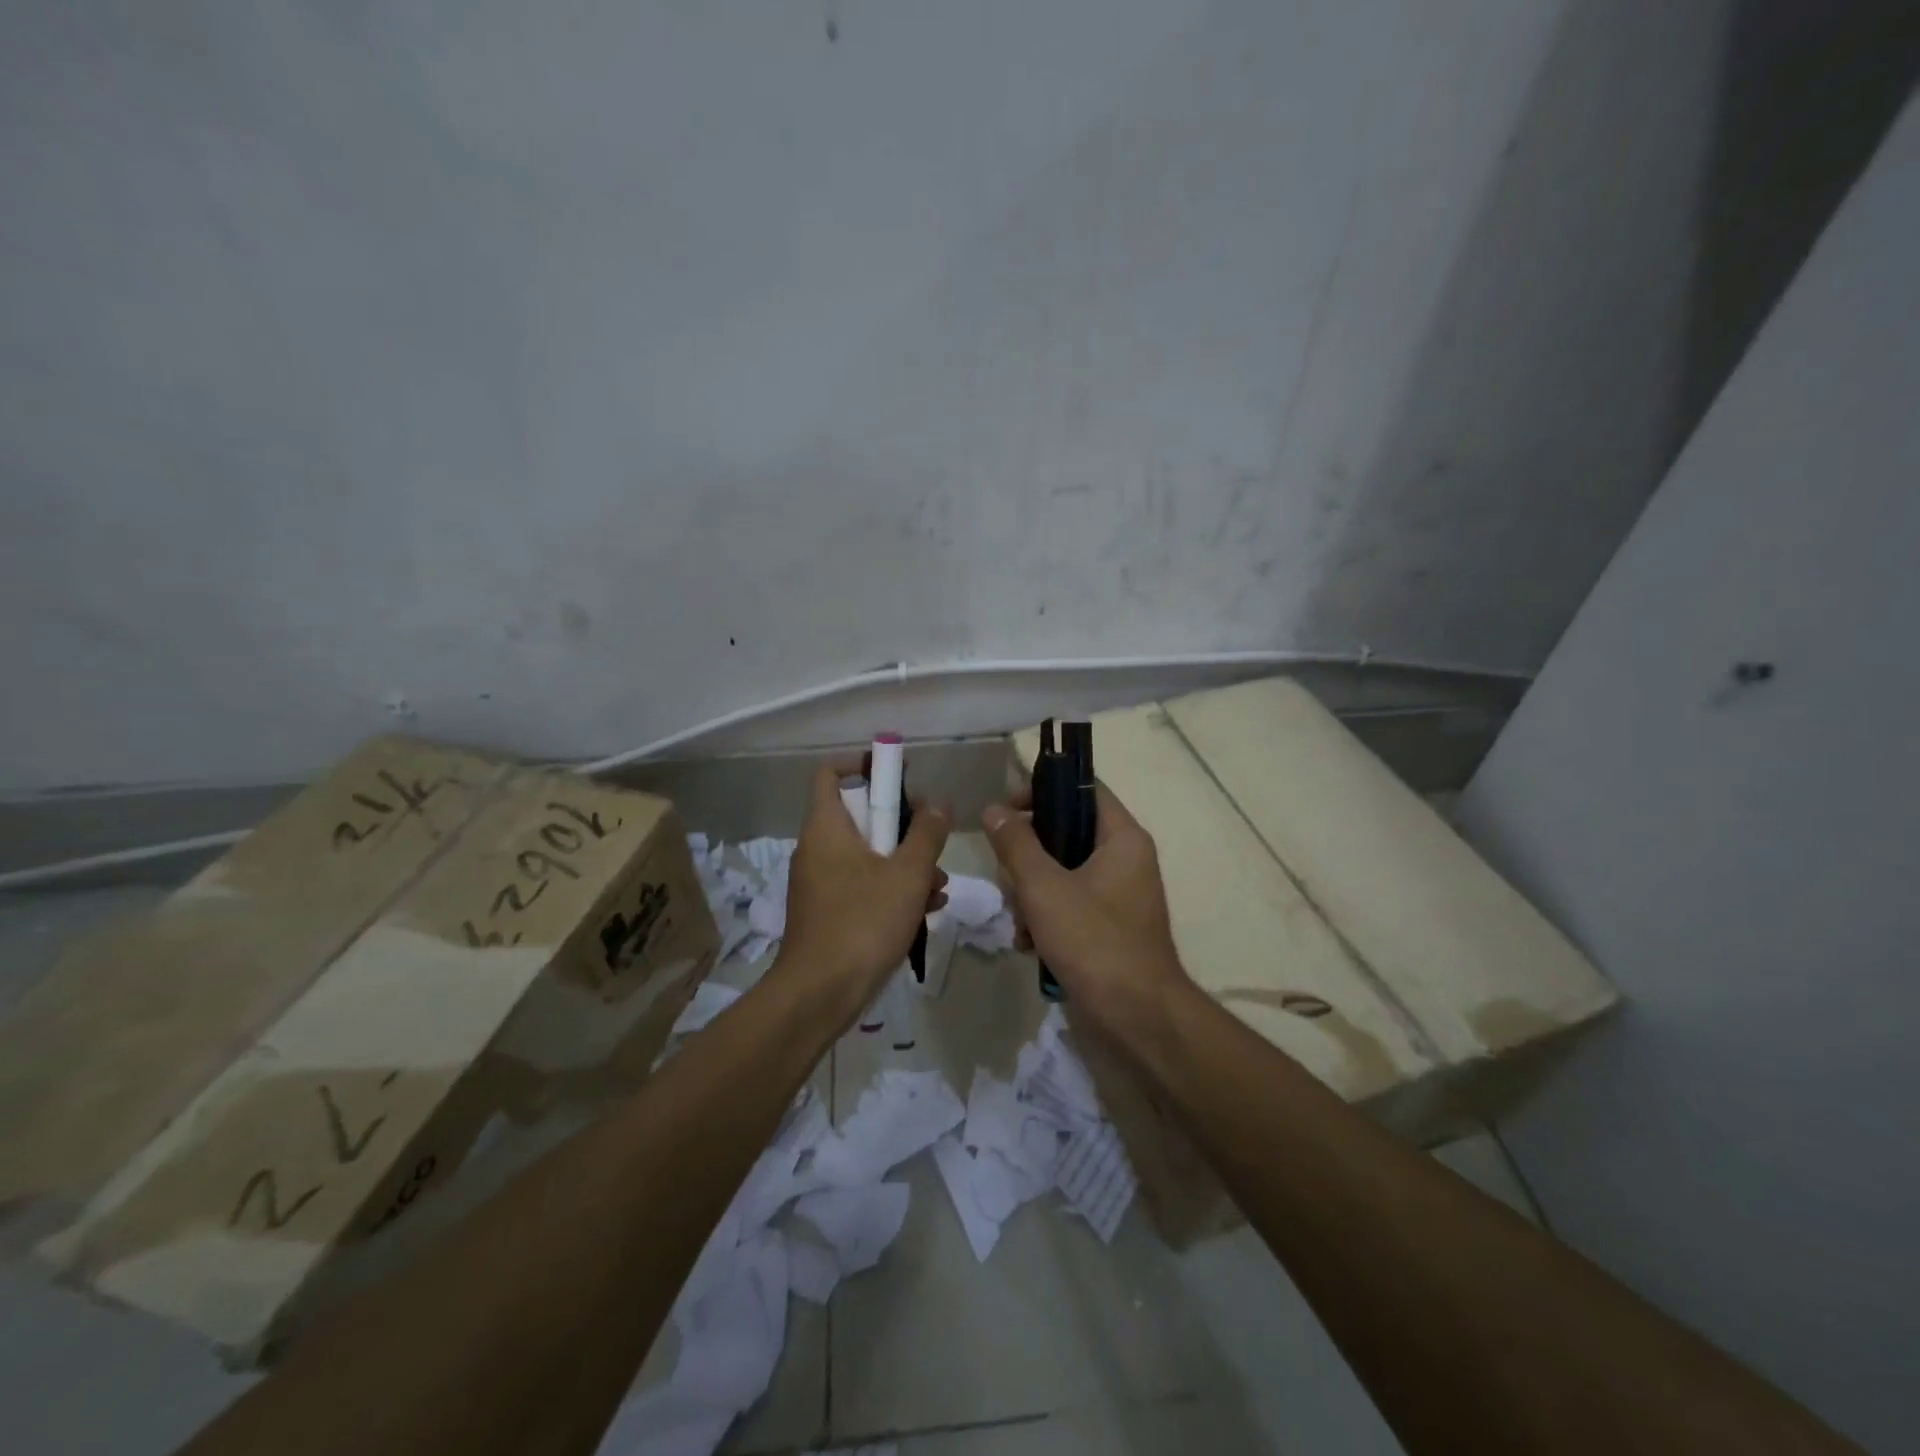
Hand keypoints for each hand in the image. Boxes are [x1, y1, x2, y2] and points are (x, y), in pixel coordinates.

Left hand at [778, 759, 950, 1008]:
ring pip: (868, 856)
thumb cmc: (863, 923)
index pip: (830, 774)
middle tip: (933, 840)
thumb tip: (938, 803)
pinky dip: (892, 890)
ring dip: (906, 865)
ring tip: (939, 886)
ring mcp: (820, 883)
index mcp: (826, 828)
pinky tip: (926, 910)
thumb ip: (927, 834)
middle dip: (904, 827)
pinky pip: (863, 886)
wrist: (819, 995)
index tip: (898, 775)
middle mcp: (817, 849)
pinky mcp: (828, 913)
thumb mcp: (907, 874)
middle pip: (860, 817)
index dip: (862, 764)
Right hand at [981, 782, 1187, 1024]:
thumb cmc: (1093, 941)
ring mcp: (1118, 896)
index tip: (1006, 808)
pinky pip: (1070, 905)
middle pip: (1066, 832)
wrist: (1136, 1019)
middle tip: (1006, 873)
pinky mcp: (1107, 928)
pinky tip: (1027, 943)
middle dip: (1029, 856)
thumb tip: (994, 809)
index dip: (1043, 790)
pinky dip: (1046, 919)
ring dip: (1032, 893)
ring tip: (1018, 920)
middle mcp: (1125, 860)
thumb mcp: (1044, 887)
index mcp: (1122, 838)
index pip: (1083, 788)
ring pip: (1062, 872)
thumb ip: (1016, 844)